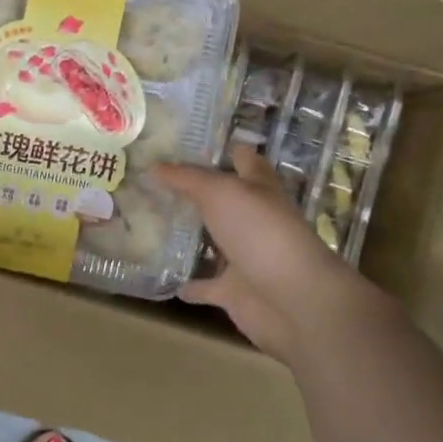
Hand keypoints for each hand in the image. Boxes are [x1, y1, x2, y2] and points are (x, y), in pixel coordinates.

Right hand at [153, 145, 386, 360]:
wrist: (294, 300)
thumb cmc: (261, 233)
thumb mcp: (221, 192)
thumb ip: (187, 179)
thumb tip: (153, 167)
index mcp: (258, 188)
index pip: (242, 159)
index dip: (220, 148)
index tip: (184, 141)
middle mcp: (253, 219)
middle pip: (222, 200)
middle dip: (193, 192)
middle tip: (150, 181)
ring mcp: (244, 257)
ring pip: (211, 242)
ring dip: (187, 237)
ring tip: (147, 224)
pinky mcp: (233, 291)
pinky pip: (204, 286)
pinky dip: (187, 284)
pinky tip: (162, 278)